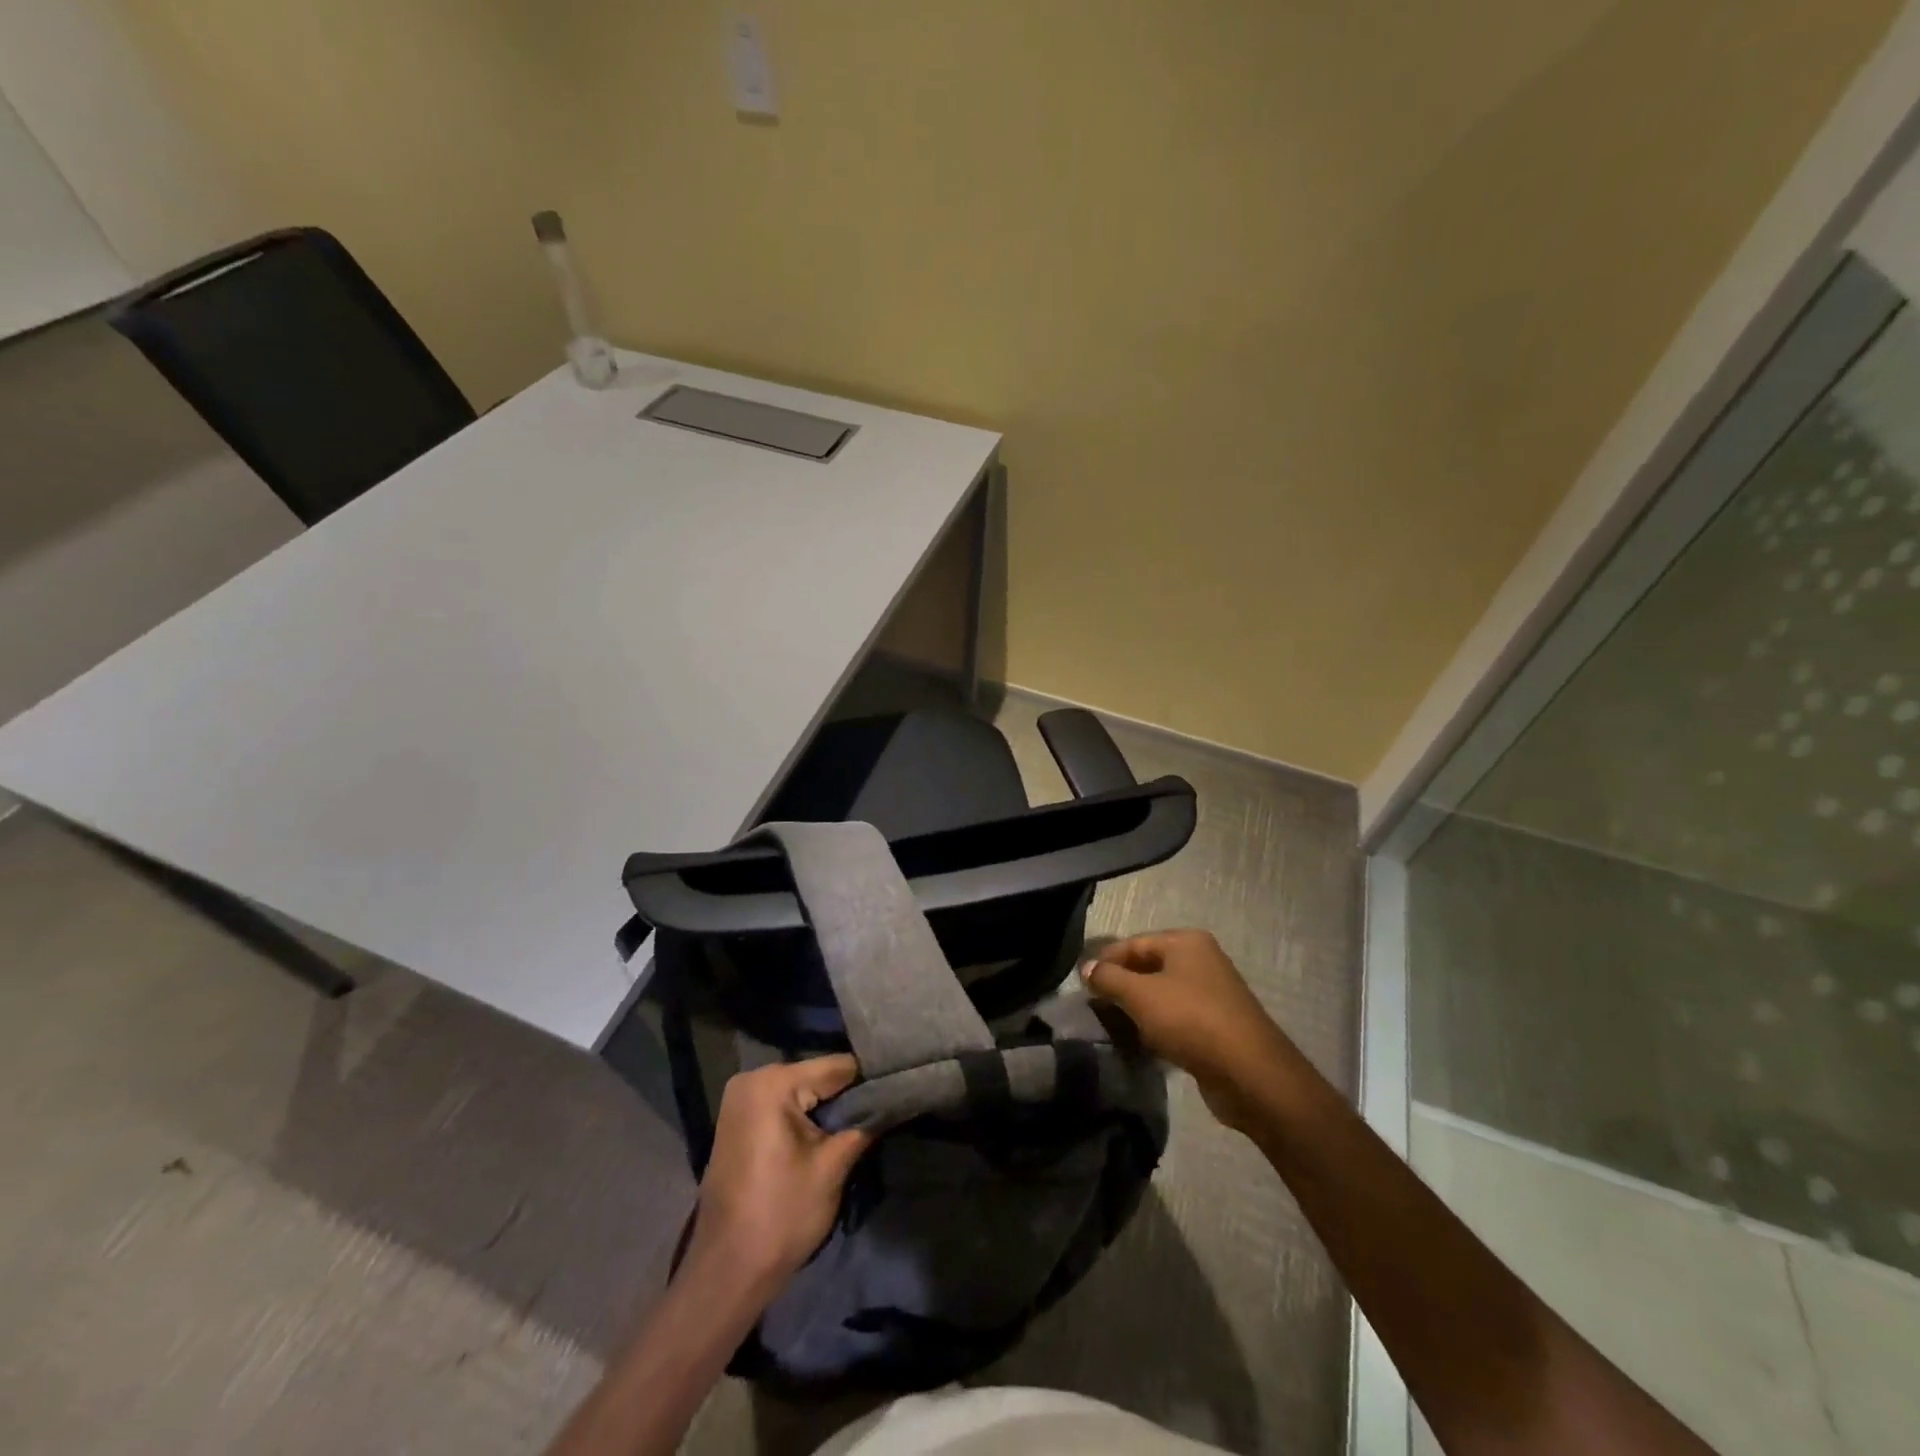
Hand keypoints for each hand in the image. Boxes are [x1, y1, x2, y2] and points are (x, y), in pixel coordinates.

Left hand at [685, 1056, 871, 1290]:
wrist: (726, 1273)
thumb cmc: (781, 1216)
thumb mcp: (832, 1167)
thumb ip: (863, 1124)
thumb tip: (891, 1100)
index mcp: (773, 1082)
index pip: (837, 1067)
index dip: (870, 1080)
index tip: (897, 1091)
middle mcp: (752, 1079)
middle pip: (817, 1076)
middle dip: (847, 1095)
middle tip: (881, 1111)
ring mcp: (740, 1099)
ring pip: (801, 1091)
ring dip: (827, 1108)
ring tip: (860, 1123)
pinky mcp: (738, 1121)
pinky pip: (782, 1105)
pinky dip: (805, 1117)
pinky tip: (826, 1134)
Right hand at [1082, 930, 1292, 1133]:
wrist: (1251, 1074)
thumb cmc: (1191, 1021)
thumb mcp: (1140, 996)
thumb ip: (1109, 978)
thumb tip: (1086, 968)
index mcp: (1186, 942)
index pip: (1134, 943)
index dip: (1105, 961)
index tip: (1082, 985)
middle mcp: (1202, 960)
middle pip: (1148, 966)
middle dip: (1121, 985)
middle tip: (1094, 1006)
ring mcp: (1213, 993)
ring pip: (1163, 994)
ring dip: (1139, 1009)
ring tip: (1114, 1026)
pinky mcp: (1218, 1025)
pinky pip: (1178, 1017)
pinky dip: (1158, 1027)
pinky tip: (1143, 1043)